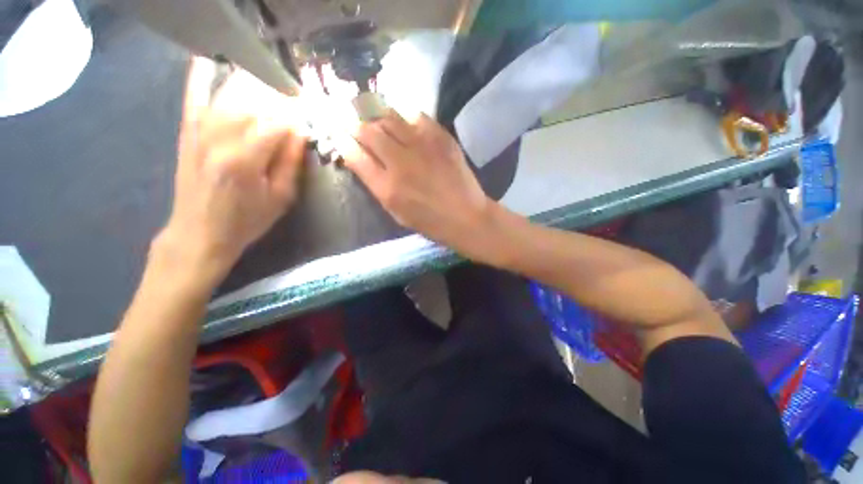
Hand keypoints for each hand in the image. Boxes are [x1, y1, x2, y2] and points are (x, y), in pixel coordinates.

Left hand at [155, 57, 307, 284]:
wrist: (199, 232)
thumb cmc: (246, 221)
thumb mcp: (280, 199)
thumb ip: (290, 163)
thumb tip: (300, 133)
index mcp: (246, 160)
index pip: (276, 123)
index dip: (296, 113)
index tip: (311, 109)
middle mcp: (219, 139)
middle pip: (252, 102)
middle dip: (278, 96)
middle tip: (295, 98)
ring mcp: (199, 132)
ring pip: (228, 95)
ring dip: (252, 85)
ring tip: (271, 85)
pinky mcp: (187, 133)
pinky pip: (193, 97)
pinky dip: (200, 78)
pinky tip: (209, 61)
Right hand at [339, 111, 493, 257]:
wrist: (466, 216)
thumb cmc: (430, 221)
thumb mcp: (396, 213)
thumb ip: (377, 186)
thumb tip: (361, 159)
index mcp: (387, 188)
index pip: (355, 155)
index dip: (342, 140)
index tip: (338, 133)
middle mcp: (400, 162)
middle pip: (369, 131)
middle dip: (355, 123)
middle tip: (353, 119)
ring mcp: (422, 147)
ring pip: (389, 117)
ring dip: (377, 115)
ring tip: (374, 115)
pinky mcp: (441, 138)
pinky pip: (416, 115)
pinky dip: (404, 115)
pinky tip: (403, 120)